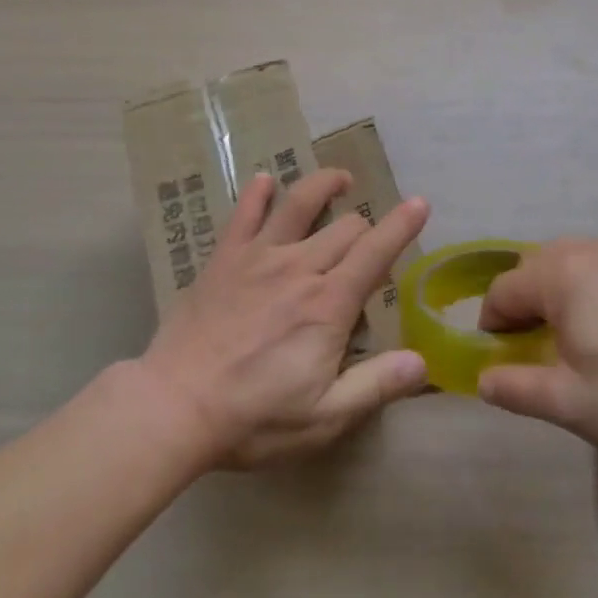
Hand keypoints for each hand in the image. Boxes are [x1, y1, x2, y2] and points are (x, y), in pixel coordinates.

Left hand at [137, 169, 429, 468]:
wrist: (174, 406)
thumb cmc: (253, 418)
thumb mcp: (324, 418)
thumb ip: (375, 386)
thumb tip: (422, 362)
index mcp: (328, 304)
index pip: (376, 252)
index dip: (402, 225)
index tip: (420, 203)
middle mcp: (299, 268)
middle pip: (344, 227)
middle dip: (366, 226)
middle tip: (369, 239)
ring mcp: (258, 257)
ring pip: (299, 204)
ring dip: (324, 185)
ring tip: (340, 179)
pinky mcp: (224, 258)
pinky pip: (244, 214)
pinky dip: (257, 193)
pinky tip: (264, 180)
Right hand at [476, 238, 597, 460]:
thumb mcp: (569, 404)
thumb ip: (516, 389)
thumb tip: (483, 380)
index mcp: (560, 276)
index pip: (503, 291)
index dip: (492, 325)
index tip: (501, 358)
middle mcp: (588, 250)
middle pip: (534, 266)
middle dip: (523, 301)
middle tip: (535, 347)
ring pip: (570, 259)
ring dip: (557, 289)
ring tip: (574, 334)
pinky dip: (592, 283)